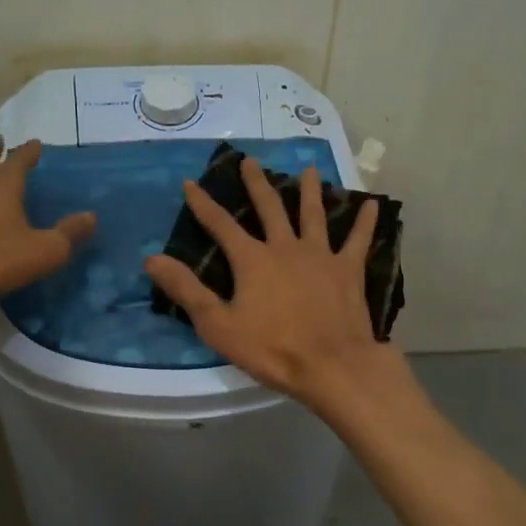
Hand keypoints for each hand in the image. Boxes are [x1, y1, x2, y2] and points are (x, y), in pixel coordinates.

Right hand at [145, 158, 403, 407]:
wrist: (331, 365)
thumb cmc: (272, 349)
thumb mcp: (218, 324)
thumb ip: (186, 289)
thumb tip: (152, 259)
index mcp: (253, 260)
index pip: (221, 225)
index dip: (203, 204)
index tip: (191, 183)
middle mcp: (286, 247)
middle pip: (270, 208)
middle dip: (257, 184)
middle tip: (250, 160)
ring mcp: (321, 256)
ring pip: (313, 215)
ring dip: (309, 191)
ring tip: (309, 170)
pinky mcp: (348, 271)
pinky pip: (359, 241)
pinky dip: (366, 222)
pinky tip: (373, 204)